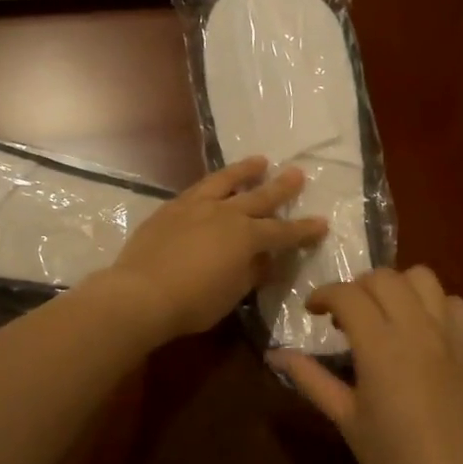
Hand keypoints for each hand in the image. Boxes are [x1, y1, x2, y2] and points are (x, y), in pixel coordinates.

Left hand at [96, 157, 328, 343]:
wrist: (141, 293)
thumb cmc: (194, 302)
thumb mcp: (233, 293)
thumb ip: (252, 272)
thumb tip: (264, 259)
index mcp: (247, 237)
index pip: (283, 232)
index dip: (304, 229)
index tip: (321, 223)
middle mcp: (225, 213)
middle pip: (260, 197)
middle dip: (281, 187)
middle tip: (297, 173)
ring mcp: (196, 206)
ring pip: (226, 181)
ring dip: (245, 171)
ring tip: (259, 161)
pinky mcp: (171, 208)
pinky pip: (198, 189)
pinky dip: (213, 184)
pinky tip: (213, 185)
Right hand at [270, 266, 462, 463]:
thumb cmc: (394, 457)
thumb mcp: (346, 419)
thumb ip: (310, 379)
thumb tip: (274, 354)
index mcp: (380, 346)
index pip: (347, 294)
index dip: (324, 295)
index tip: (313, 311)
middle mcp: (415, 328)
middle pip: (383, 277)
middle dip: (357, 286)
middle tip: (346, 317)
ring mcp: (448, 334)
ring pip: (422, 277)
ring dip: (397, 286)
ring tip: (385, 313)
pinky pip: (454, 302)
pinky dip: (434, 304)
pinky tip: (422, 328)